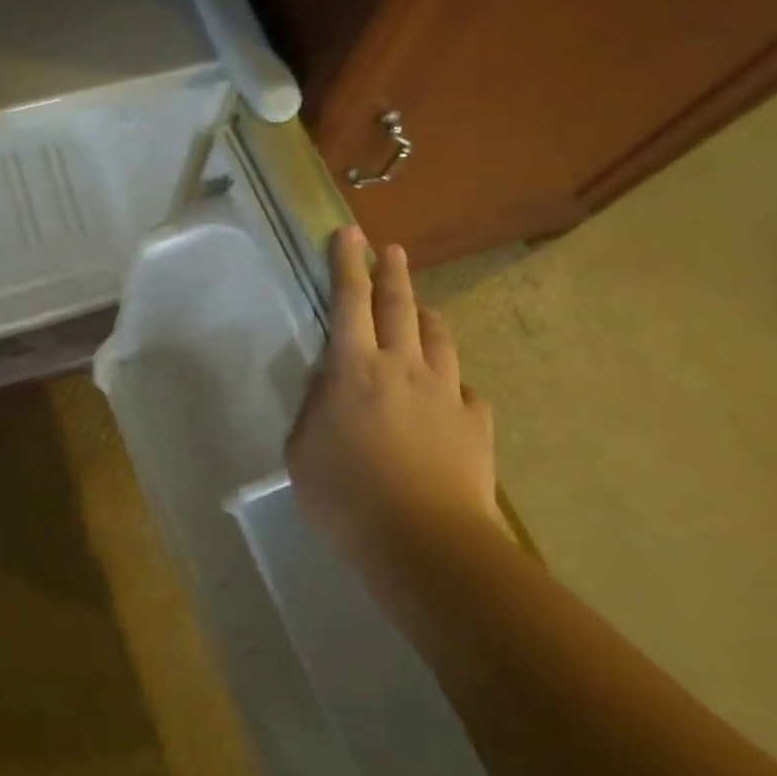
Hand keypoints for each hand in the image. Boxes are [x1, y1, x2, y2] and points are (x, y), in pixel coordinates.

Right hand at [286, 227, 504, 549]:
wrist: (425, 541)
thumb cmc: (347, 497)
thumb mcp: (302, 452)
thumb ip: (314, 409)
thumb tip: (328, 384)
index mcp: (355, 369)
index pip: (348, 302)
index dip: (346, 264)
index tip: (349, 233)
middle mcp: (403, 367)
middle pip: (399, 307)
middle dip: (391, 274)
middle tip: (390, 250)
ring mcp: (445, 392)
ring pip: (438, 339)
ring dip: (426, 316)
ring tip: (421, 307)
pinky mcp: (474, 422)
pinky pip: (464, 390)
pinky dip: (451, 382)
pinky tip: (449, 391)